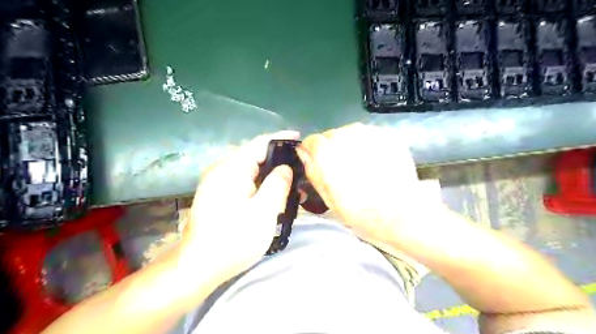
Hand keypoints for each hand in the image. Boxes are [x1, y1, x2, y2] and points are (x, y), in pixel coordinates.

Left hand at [176, 131, 297, 286]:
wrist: (198, 266)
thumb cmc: (234, 239)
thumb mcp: (264, 211)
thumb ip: (278, 184)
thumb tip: (285, 168)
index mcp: (232, 168)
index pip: (260, 143)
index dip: (281, 138)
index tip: (299, 139)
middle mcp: (222, 169)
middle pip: (255, 155)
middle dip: (278, 159)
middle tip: (300, 168)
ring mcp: (217, 182)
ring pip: (250, 170)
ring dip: (270, 174)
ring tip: (291, 184)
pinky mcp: (217, 194)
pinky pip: (243, 181)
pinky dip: (259, 184)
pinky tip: (272, 195)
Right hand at [298, 123, 441, 248]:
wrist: (400, 213)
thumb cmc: (359, 212)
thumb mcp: (327, 197)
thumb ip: (312, 170)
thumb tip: (303, 153)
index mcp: (327, 152)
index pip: (311, 141)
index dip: (313, 153)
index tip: (319, 164)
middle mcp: (346, 135)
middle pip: (331, 135)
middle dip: (332, 148)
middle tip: (343, 168)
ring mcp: (369, 133)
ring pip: (350, 132)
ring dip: (350, 144)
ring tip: (361, 164)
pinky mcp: (387, 135)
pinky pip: (369, 134)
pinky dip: (368, 144)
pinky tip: (375, 161)